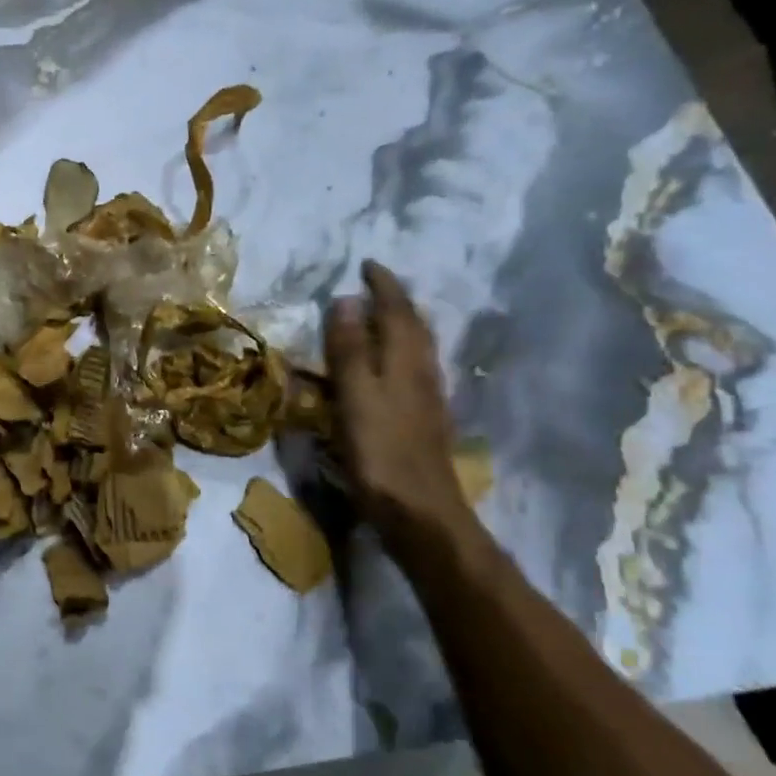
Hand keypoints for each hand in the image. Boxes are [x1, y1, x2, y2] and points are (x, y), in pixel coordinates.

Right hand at [323, 261, 468, 536]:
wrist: (420, 511)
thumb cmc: (380, 451)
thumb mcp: (355, 395)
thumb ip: (349, 348)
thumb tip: (346, 299)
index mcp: (405, 359)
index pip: (397, 308)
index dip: (383, 284)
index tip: (366, 264)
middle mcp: (423, 370)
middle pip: (414, 324)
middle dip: (396, 300)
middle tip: (374, 285)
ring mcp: (428, 396)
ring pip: (417, 346)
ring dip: (400, 324)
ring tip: (378, 316)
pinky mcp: (424, 419)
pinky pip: (413, 367)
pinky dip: (399, 351)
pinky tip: (388, 365)